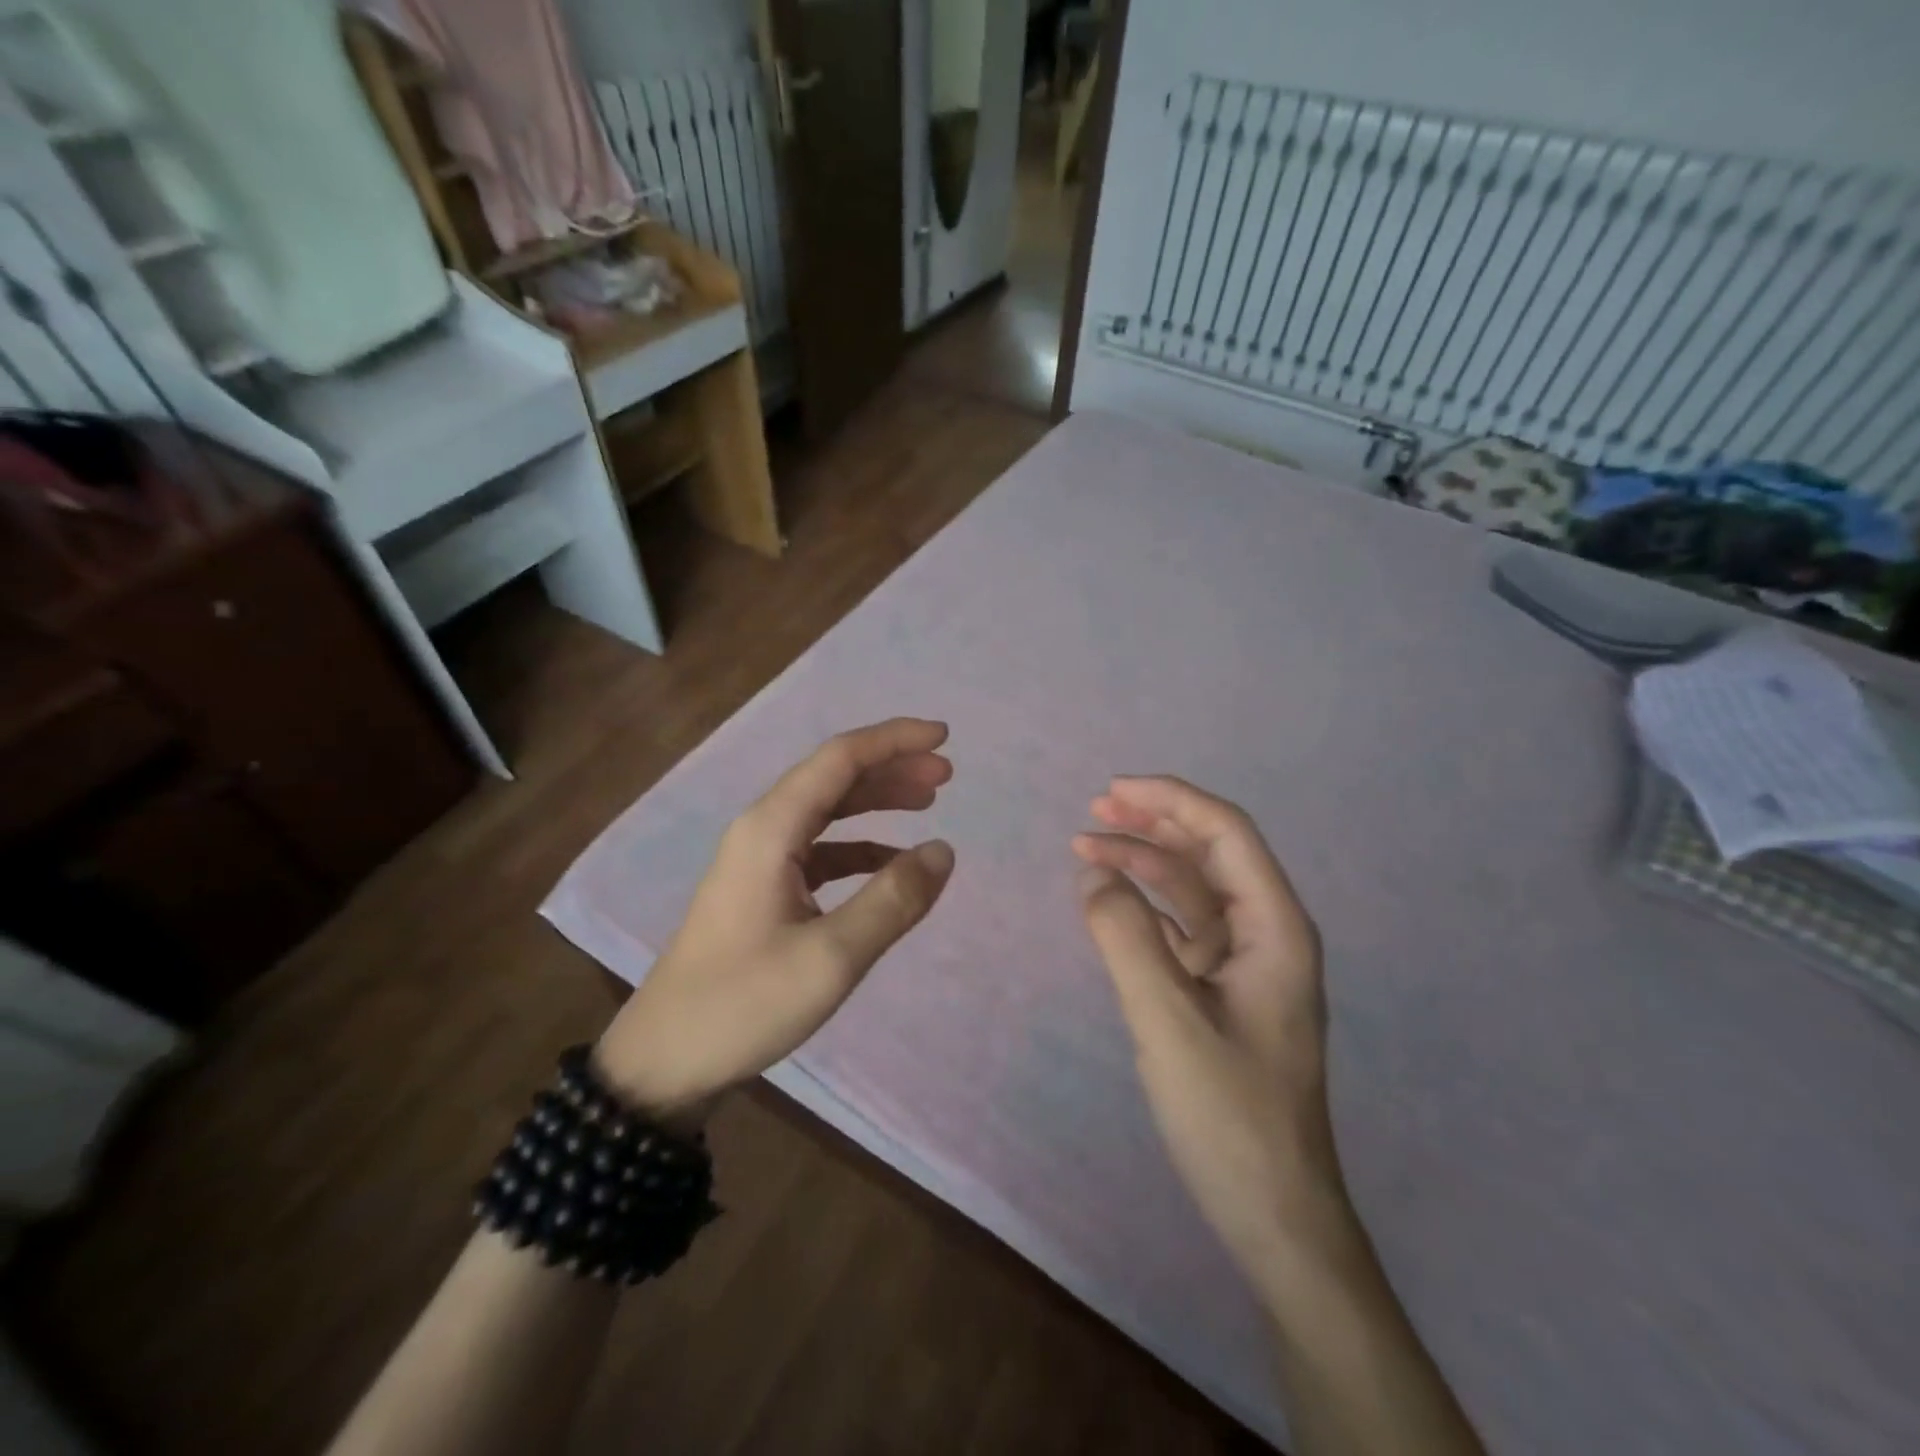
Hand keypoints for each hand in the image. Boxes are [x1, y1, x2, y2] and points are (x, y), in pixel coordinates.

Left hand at [596, 719, 955, 1126]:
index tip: (945, 737)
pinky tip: (889, 862)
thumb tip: (942, 851)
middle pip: (834, 777)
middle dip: (892, 767)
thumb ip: (892, 900)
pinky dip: (860, 846)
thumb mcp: (831, 958)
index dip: (894, 740)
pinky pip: (819, 850)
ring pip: (827, 811)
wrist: (664, 1060)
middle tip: (947, 775)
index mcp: (771, 829)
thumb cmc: (744, 1004)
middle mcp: (762, 831)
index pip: (840, 758)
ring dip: (877, 801)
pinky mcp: (762, 891)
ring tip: (928, 804)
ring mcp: (759, 861)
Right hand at [1073, 776, 1352, 1297]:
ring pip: (1192, 889)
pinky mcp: (1221, 991)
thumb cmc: (1229, 1114)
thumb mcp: (1167, 1019)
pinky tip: (1109, 900)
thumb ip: (1124, 938)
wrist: (1272, 1212)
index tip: (1112, 789)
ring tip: (1086, 845)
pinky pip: (1180, 928)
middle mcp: (1265, 934)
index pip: (1226, 834)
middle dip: (1154, 821)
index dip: (1171, 800)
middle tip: (1094, 807)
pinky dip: (1144, 905)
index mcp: (1274, 928)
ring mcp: (1243, 964)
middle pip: (1210, 853)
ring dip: (1143, 861)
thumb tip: (1093, 874)